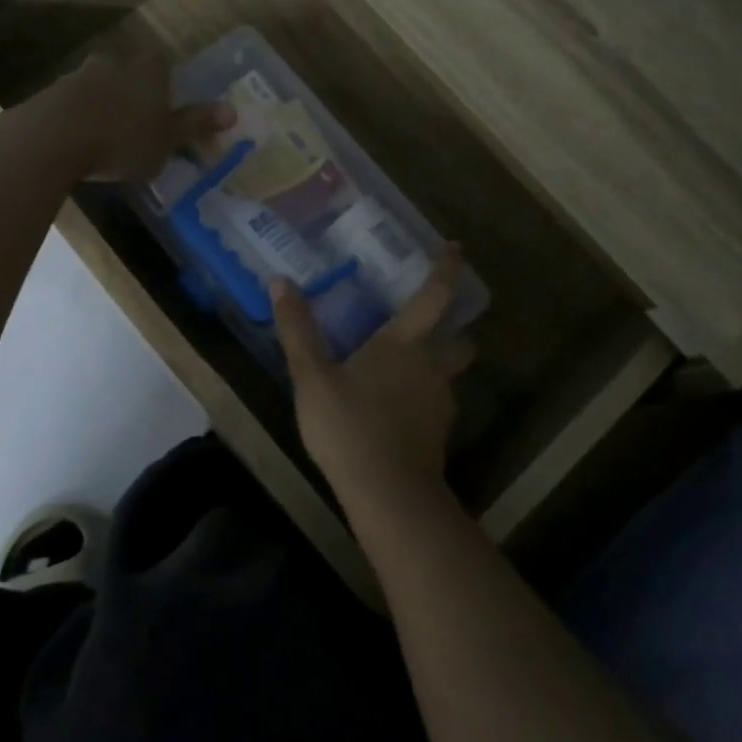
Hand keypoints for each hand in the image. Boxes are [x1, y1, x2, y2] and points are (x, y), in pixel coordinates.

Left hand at [54, 54, 233, 181]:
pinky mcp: (48, 96)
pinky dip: (75, 116)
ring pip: (95, 83)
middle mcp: (113, 66)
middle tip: (135, 114)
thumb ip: (195, 125)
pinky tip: (76, 139)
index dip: (163, 78)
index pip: (160, 63)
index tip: (165, 99)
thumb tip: (233, 110)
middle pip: (125, 68)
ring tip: (104, 131)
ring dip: (100, 101)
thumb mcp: (167, 140)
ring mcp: (77, 77)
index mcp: (147, 74)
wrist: (52, 140)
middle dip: (130, 86)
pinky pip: (69, 102)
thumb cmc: (122, 141)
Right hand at [271, 249, 475, 504]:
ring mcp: (440, 401)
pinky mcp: (439, 433)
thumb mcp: (312, 377)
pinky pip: (439, 402)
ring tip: (409, 364)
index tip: (455, 248)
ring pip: (451, 372)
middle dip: (455, 323)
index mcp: (406, 342)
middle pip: (461, 336)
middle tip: (434, 317)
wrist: (389, 494)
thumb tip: (280, 281)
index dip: (448, 268)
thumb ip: (297, 330)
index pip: (437, 294)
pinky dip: (426, 395)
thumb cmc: (349, 426)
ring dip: (440, 361)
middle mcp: (433, 365)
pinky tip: (400, 407)